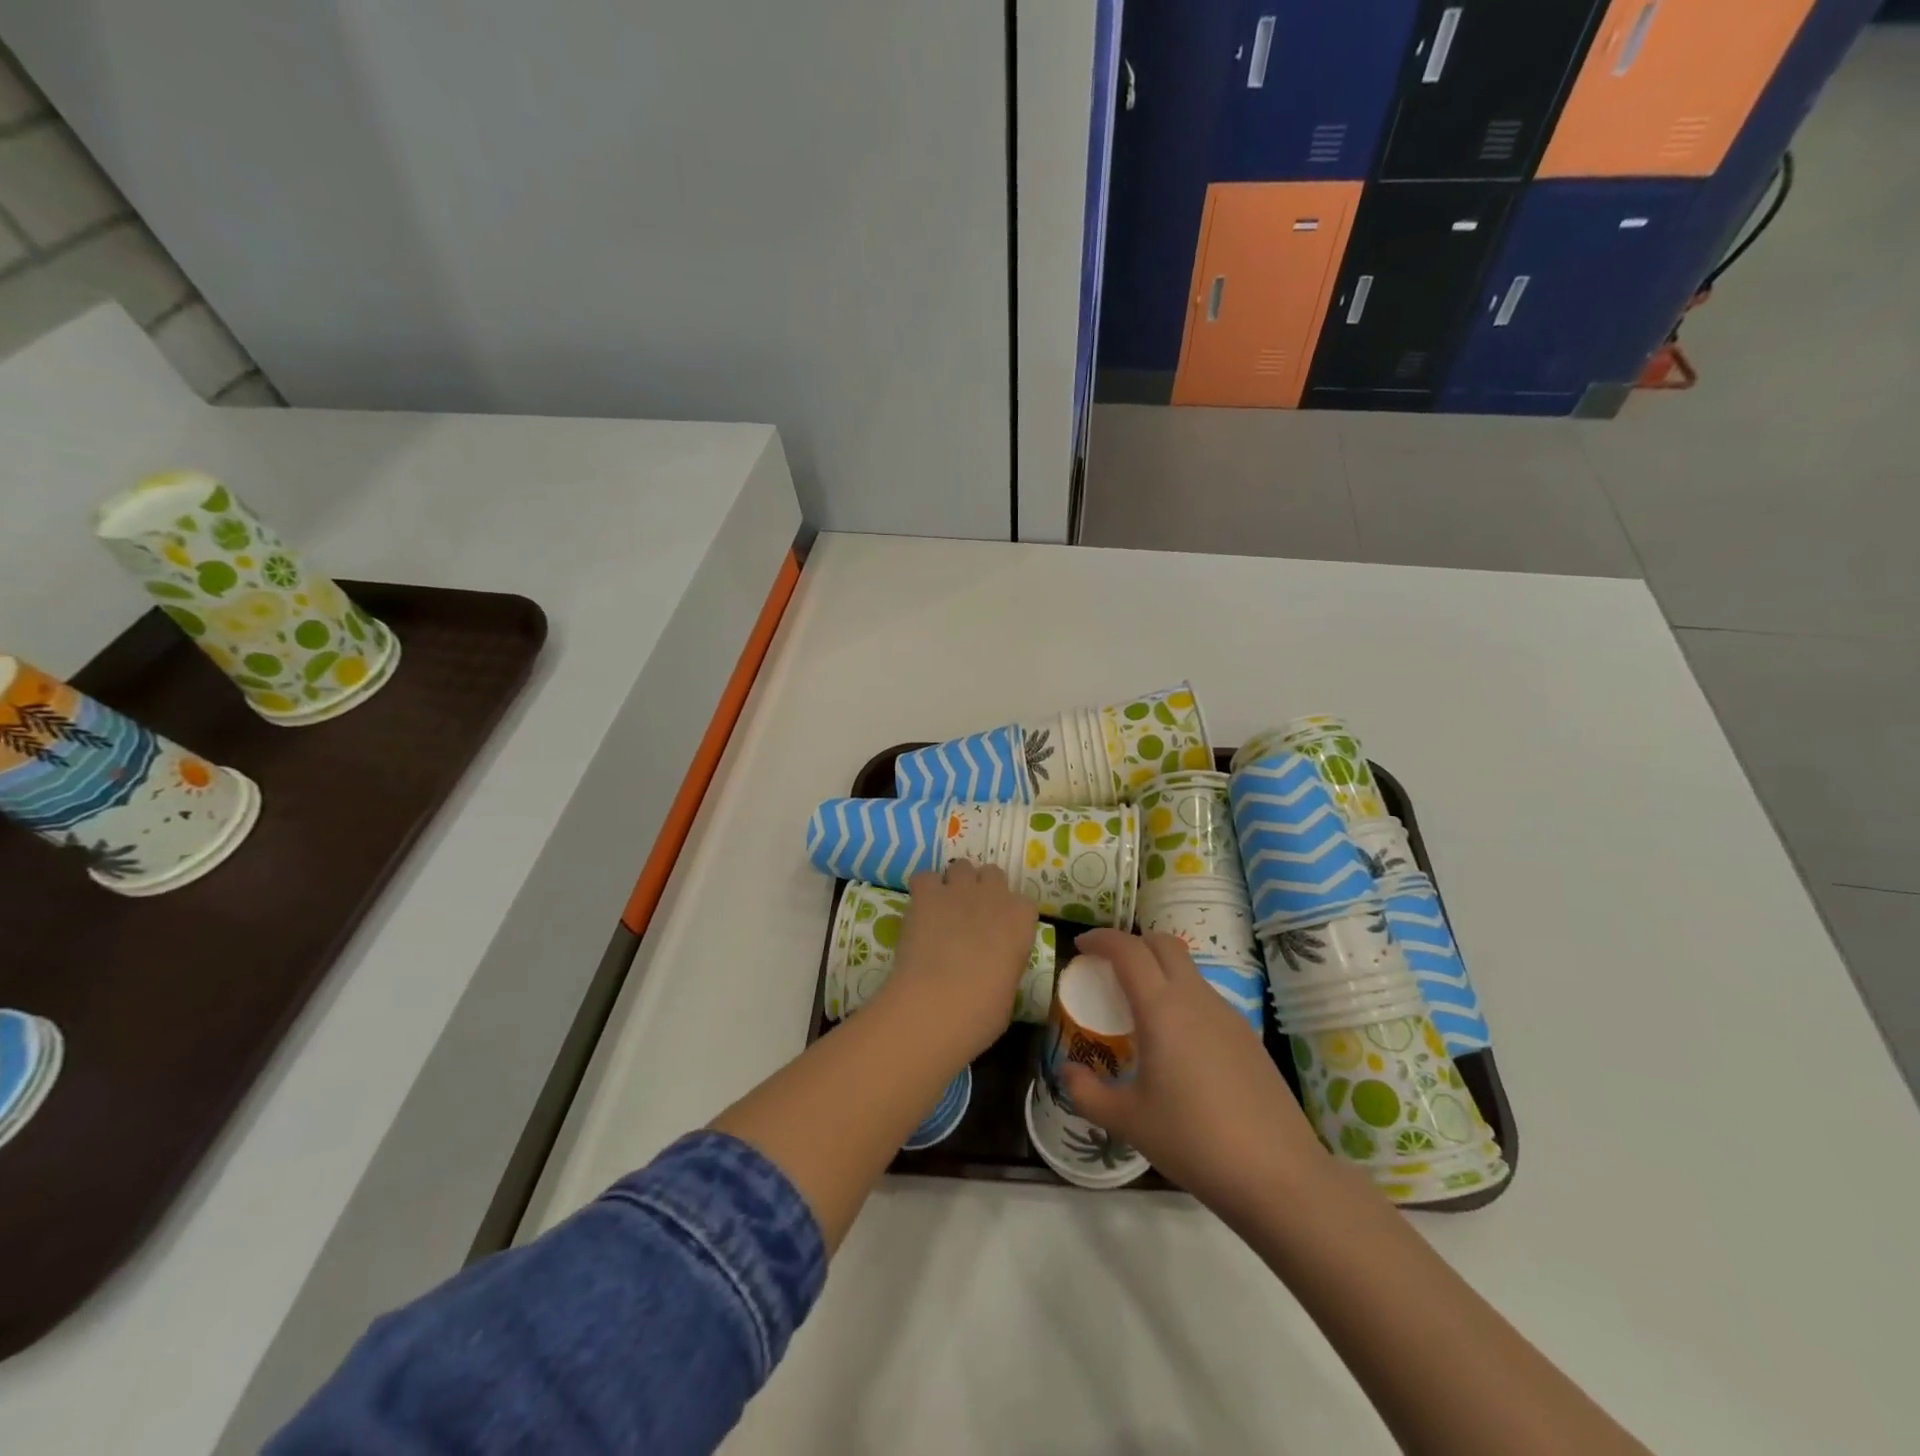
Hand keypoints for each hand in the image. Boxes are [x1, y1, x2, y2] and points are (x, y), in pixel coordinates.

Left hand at [880, 862, 1039, 1061]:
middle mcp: (994, 895)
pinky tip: (920, 908)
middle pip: (993, 874)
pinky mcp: (926, 893)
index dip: (1009, 916)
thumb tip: (994, 965)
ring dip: (955, 883)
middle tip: (971, 915)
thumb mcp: (1009, 989)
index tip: (999, 933)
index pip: (1023, 903)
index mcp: (1021, 920)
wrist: (936, 1004)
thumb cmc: (982, 1011)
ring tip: (944, 908)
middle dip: (983, 889)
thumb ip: (1006, 963)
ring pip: (961, 867)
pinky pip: (925, 877)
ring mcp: (959, 889)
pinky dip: (923, 889)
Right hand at [1062, 929, 1328, 1216]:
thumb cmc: (1194, 1140)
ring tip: (1139, 1008)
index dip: (1101, 939)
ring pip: (1188, 969)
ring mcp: (1227, 1014)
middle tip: (1108, 968)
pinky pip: (1206, 998)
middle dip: (1132, 944)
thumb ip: (1087, 1093)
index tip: (1081, 946)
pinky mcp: (1247, 1035)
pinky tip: (1176, 1042)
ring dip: (1159, 970)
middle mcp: (1195, 998)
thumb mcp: (1128, 1121)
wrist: (1279, 1175)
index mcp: (1162, 1008)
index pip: (1128, 950)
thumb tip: (1067, 1072)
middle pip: (1163, 944)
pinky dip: (1181, 998)